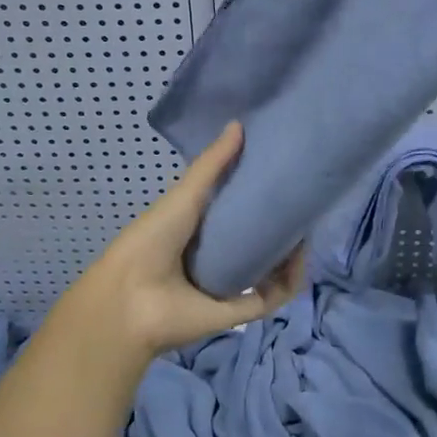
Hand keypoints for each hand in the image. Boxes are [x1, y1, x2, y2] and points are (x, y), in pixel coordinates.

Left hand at [60, 122, 305, 360]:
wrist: (131, 298)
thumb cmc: (152, 239)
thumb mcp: (185, 195)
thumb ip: (213, 164)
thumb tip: (239, 124)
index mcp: (200, 231)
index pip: (237, 211)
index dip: (259, 195)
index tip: (284, 175)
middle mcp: (217, 257)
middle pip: (257, 240)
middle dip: (280, 224)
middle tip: (303, 202)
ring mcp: (229, 286)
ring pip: (271, 269)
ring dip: (291, 253)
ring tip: (305, 229)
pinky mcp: (240, 312)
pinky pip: (273, 296)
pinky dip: (290, 281)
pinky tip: (300, 258)